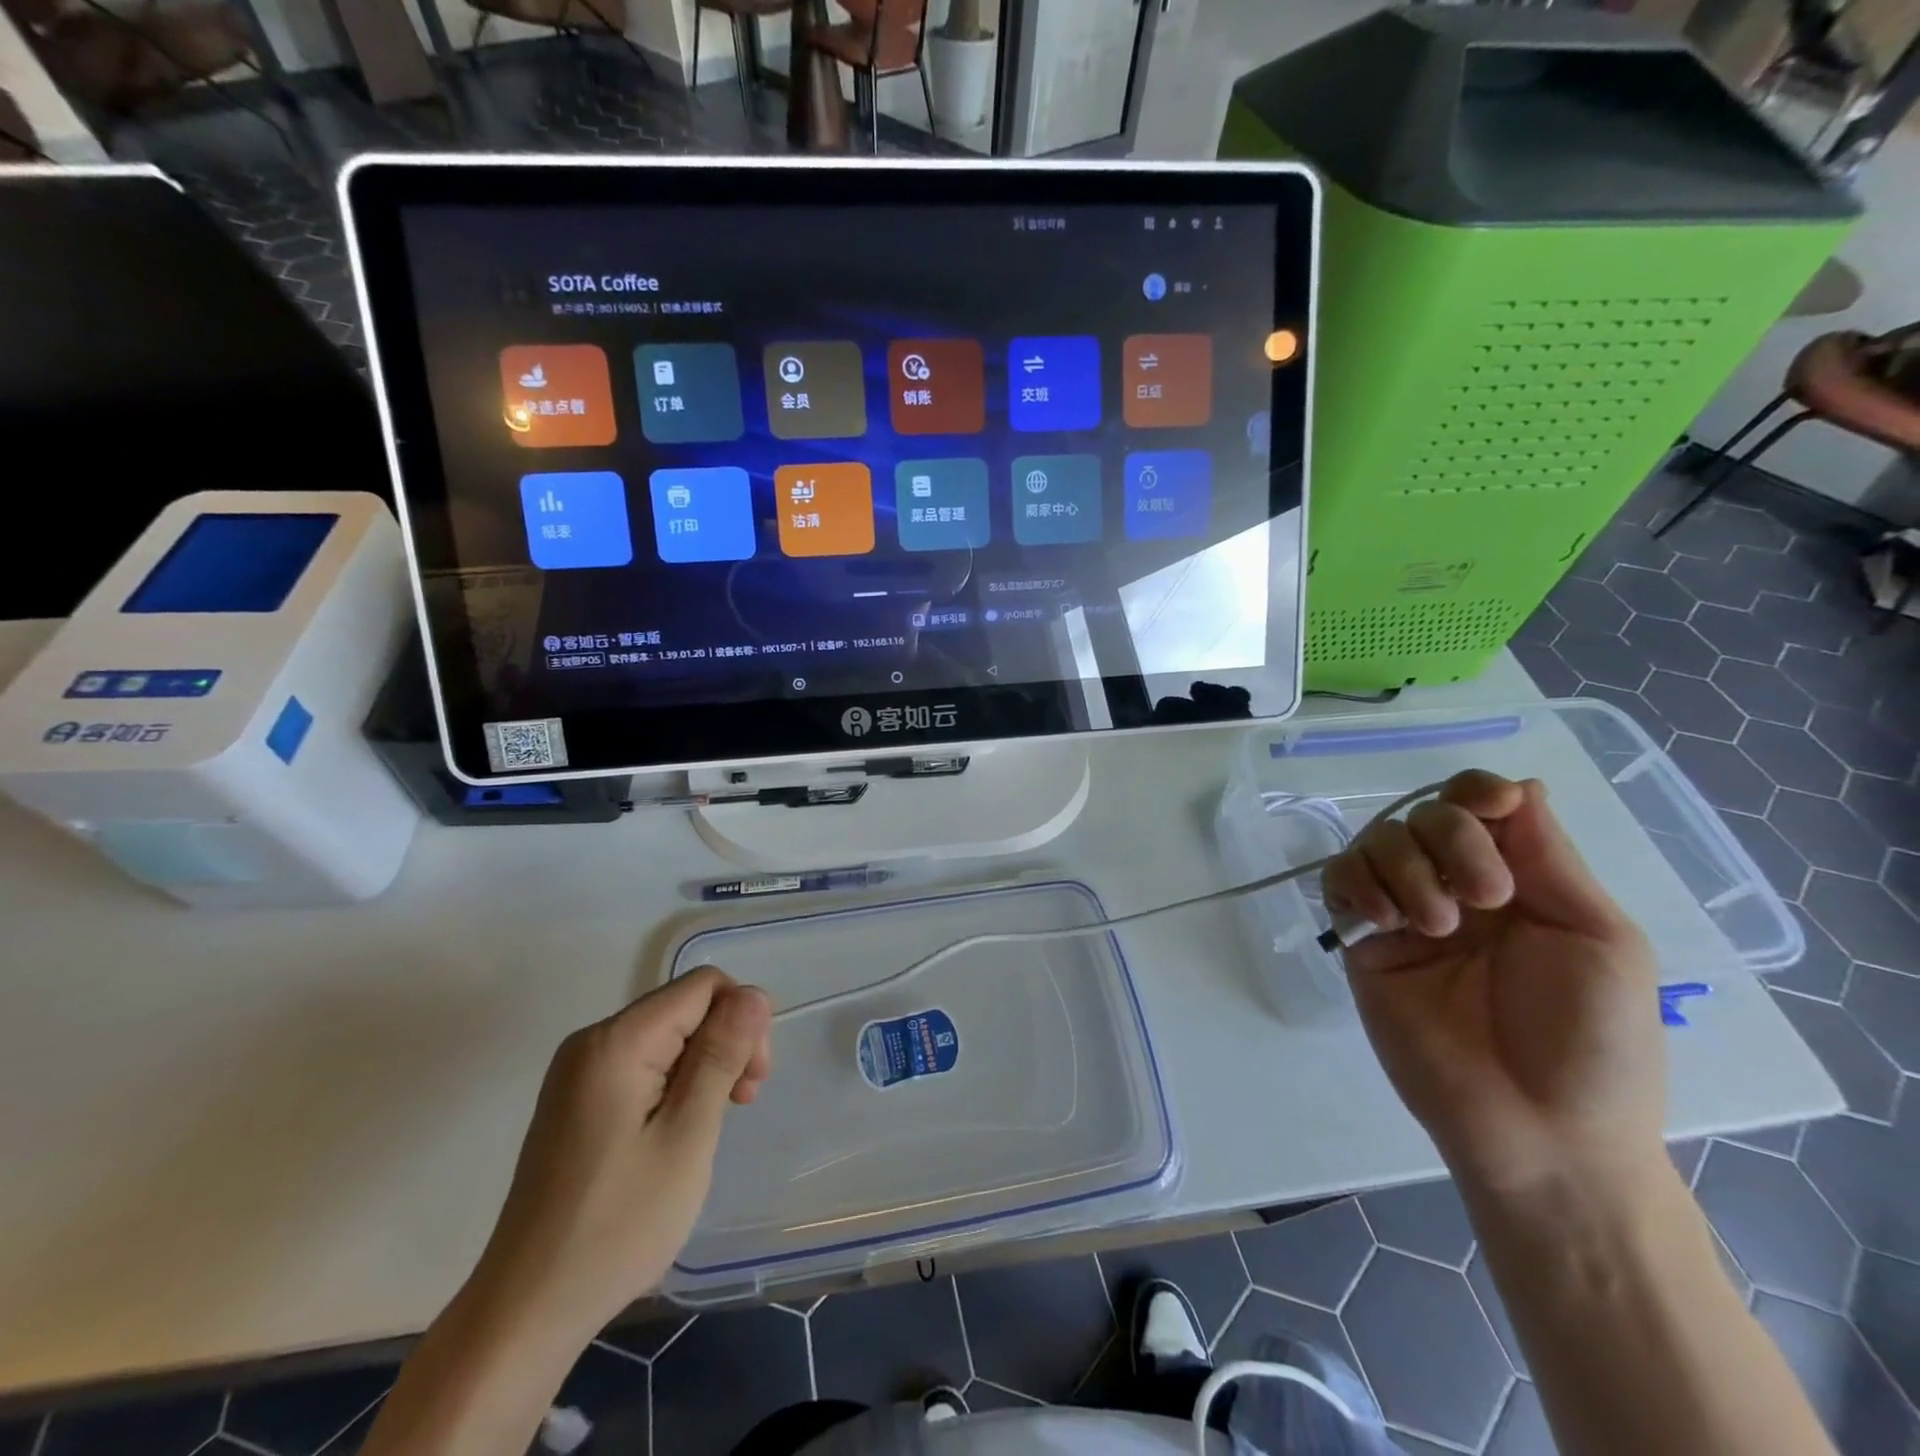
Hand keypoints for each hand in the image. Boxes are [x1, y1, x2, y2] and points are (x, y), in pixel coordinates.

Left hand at [468, 967, 771, 1341]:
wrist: (527, 1311)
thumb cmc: (618, 1224)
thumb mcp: (687, 1135)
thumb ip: (721, 1055)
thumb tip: (755, 993)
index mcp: (617, 1040)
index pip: (705, 985)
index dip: (742, 1020)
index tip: (750, 1083)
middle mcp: (592, 1041)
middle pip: (685, 1007)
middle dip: (725, 1043)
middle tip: (741, 1104)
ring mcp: (578, 1071)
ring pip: (667, 1036)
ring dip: (703, 1067)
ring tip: (709, 1125)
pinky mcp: (575, 1100)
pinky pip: (642, 1064)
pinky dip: (674, 1085)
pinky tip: (677, 1131)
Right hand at [1323, 772, 1664, 1196]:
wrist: (1537, 1131)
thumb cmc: (1593, 1042)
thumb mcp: (1600, 941)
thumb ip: (1551, 860)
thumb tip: (1522, 785)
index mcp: (1521, 882)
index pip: (1482, 805)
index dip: (1477, 791)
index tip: (1490, 809)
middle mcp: (1457, 886)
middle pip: (1427, 813)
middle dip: (1451, 839)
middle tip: (1485, 899)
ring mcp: (1405, 913)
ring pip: (1376, 839)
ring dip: (1404, 868)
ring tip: (1434, 928)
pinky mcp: (1362, 942)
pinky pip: (1338, 881)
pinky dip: (1356, 884)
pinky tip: (1386, 922)